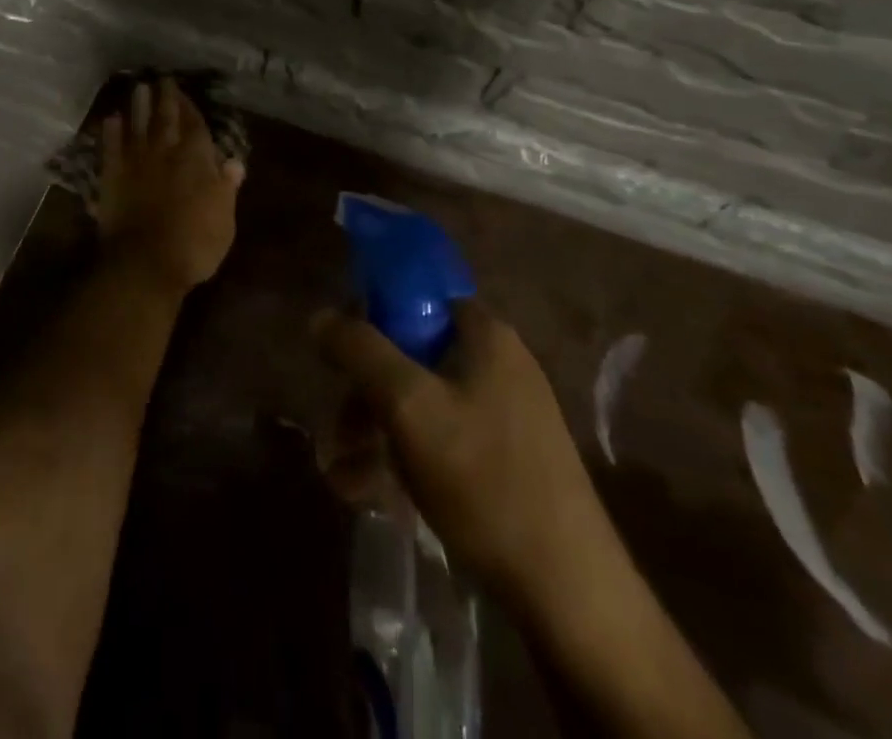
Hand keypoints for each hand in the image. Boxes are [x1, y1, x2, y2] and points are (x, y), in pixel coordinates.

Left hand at [92, 78, 245, 297]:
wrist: (145, 262)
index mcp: (196, 160)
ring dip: (138, 106)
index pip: (195, 126)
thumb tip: (233, 162)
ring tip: (139, 87)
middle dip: (165, 97)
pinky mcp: (112, 177)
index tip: (185, 92)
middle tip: (161, 78)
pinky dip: (111, 132)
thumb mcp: (224, 219)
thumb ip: (226, 187)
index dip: (190, 107)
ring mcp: (136, 162)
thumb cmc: (194, 244)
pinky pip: (111, 147)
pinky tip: (111, 119)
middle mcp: (166, 153)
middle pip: (166, 119)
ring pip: (138, 125)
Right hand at [317, 301, 610, 607]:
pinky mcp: (508, 459)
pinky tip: (373, 494)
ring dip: (377, 431)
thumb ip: (360, 351)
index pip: (415, 297)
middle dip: (366, 392)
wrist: (571, 595)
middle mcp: (499, 363)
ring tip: (344, 475)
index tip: (340, 356)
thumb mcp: (408, 406)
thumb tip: (320, 316)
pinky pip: (442, 439)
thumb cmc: (485, 480)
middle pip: (412, 354)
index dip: (371, 317)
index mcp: (485, 335)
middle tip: (338, 432)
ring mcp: (507, 413)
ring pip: (422, 402)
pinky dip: (405, 457)